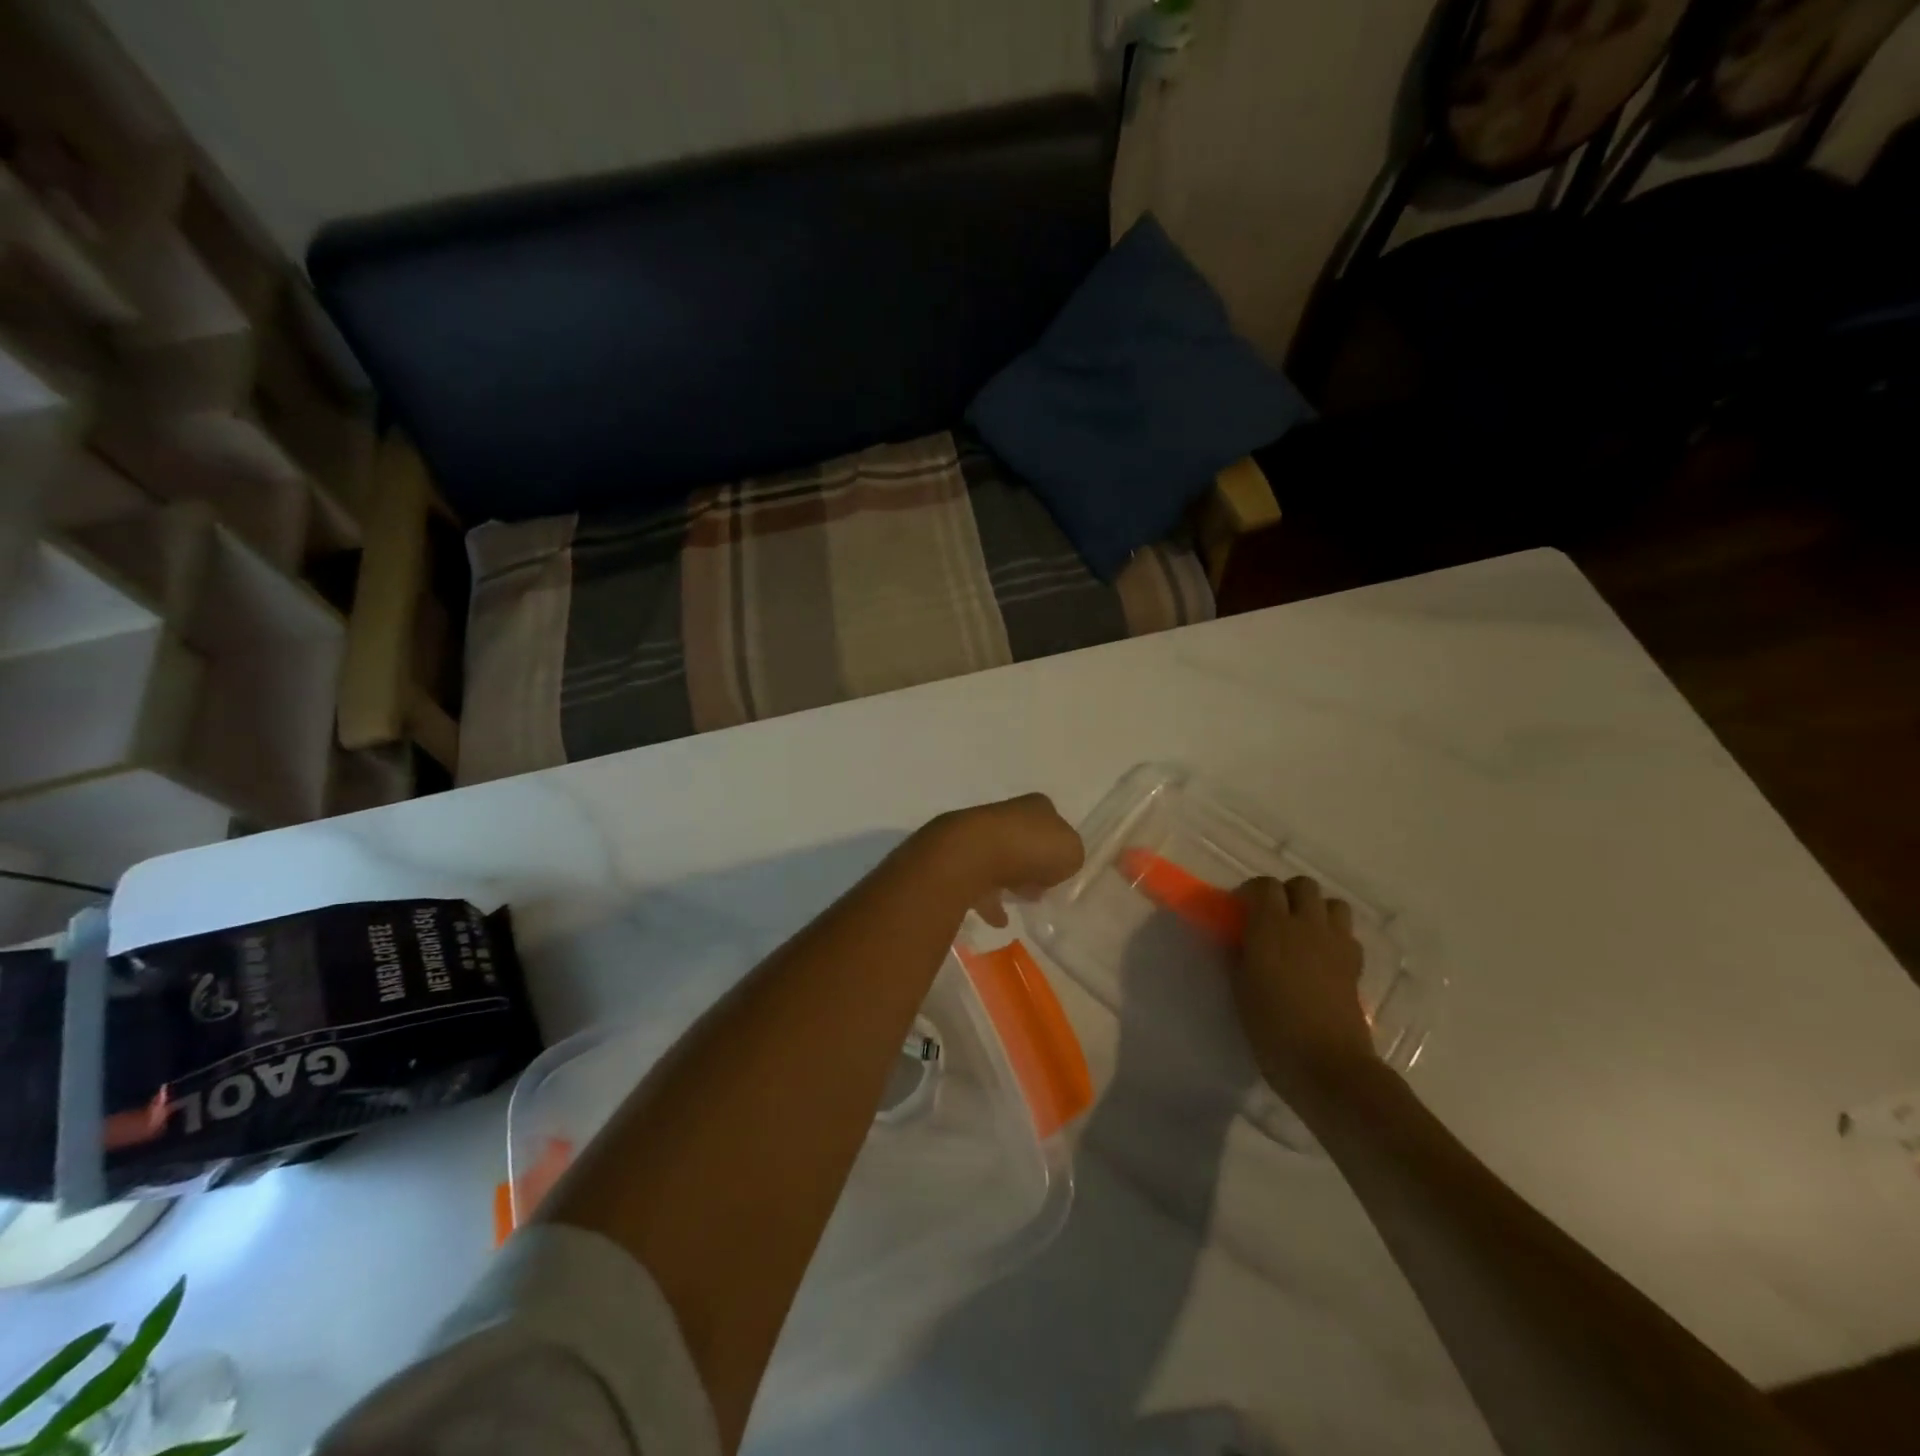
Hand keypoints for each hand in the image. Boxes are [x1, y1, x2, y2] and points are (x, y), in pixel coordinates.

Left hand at [919, 793, 1084, 926]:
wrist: (973, 854)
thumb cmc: (1030, 848)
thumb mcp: (1071, 852)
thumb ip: (1070, 858)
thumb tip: (1055, 867)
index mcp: (1036, 806)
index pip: (1052, 822)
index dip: (1058, 846)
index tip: (1059, 870)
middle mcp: (1006, 814)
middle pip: (1024, 841)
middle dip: (1032, 864)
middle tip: (1041, 890)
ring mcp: (979, 834)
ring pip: (1000, 859)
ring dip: (1010, 880)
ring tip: (1020, 903)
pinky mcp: (959, 858)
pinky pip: (979, 882)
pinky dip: (988, 900)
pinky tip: (998, 920)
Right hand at [1231, 876, 1375, 1098]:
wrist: (1328, 1066)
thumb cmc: (1273, 1029)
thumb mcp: (1241, 989)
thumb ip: (1240, 955)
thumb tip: (1242, 940)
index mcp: (1271, 928)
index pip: (1265, 886)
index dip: (1252, 892)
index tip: (1240, 910)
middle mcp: (1306, 926)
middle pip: (1303, 886)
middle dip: (1287, 894)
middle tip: (1272, 918)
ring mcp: (1336, 944)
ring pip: (1333, 904)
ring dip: (1316, 910)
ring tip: (1301, 932)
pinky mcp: (1356, 965)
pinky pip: (1347, 934)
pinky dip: (1334, 936)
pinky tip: (1322, 958)